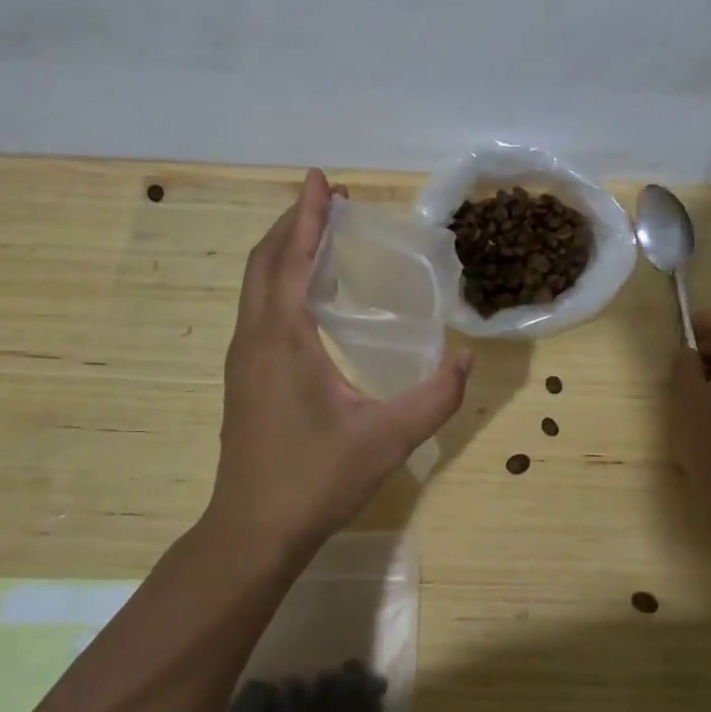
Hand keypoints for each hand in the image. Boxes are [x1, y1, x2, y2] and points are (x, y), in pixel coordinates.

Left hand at [208, 169, 471, 558]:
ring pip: (257, 285)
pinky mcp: (246, 378)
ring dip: (284, 250)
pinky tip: (309, 293)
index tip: (321, 179)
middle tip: (328, 198)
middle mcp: (255, 338)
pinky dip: (280, 279)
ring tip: (320, 233)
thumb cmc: (316, 479)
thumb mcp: (388, 438)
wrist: (252, 532)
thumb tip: (466, 356)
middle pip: (265, 262)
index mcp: (282, 339)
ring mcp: (245, 359)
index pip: (290, 259)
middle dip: (294, 223)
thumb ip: (436, 396)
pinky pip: (260, 308)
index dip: (307, 215)